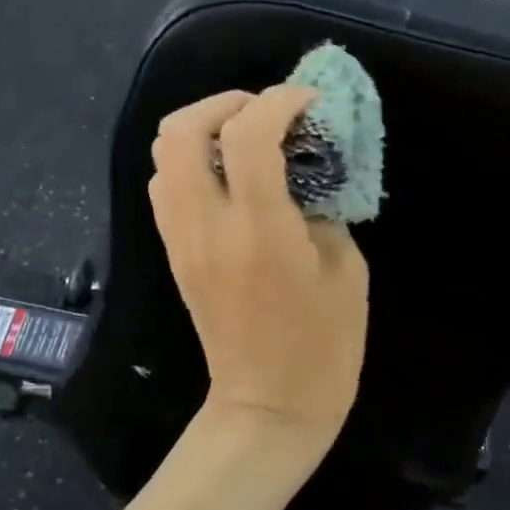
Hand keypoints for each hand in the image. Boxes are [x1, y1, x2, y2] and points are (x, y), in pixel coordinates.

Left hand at [149, 87, 369, 470]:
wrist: (267, 408)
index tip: (309, 103)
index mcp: (259, 230)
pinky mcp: (174, 254)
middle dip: (224, 103)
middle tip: (265, 113)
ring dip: (202, 130)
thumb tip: (304, 176)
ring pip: (162, 154)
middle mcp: (208, 226)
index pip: (248, 134)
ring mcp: (182, 239)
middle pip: (179, 130)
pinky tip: (227, 178)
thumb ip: (322, 209)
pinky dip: (190, 163)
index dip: (279, 101)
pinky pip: (165, 187)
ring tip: (245, 140)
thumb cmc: (322, 347)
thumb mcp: (346, 270)